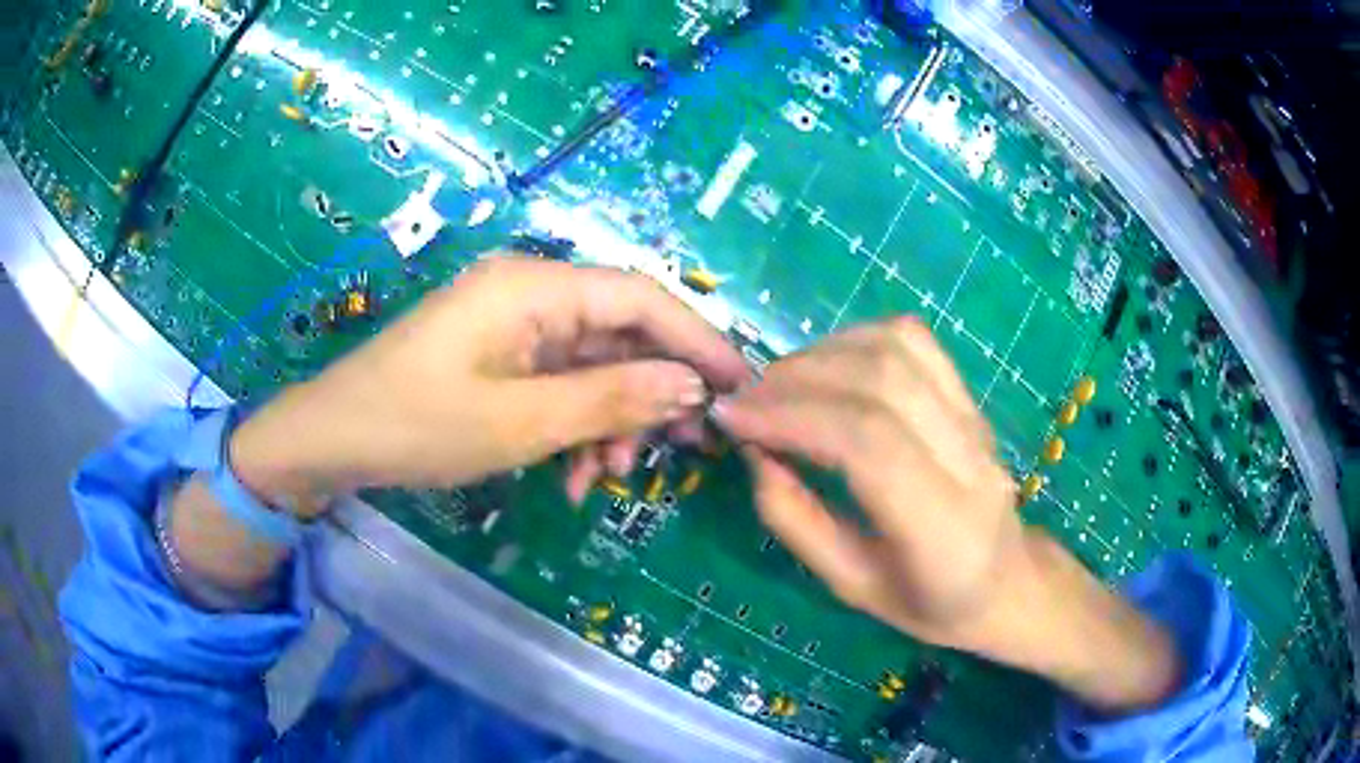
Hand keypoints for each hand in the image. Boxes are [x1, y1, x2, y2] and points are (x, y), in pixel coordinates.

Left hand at [230, 255, 748, 512]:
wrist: (333, 439)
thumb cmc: (416, 424)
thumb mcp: (519, 422)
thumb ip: (610, 400)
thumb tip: (689, 387)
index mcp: (534, 287)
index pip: (640, 298)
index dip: (696, 339)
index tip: (740, 387)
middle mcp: (530, 293)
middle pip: (620, 332)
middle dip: (654, 391)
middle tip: (689, 447)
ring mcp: (513, 326)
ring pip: (593, 365)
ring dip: (612, 419)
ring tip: (611, 475)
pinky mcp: (500, 356)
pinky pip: (559, 383)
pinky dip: (576, 425)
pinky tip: (574, 472)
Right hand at [714, 317, 1022, 645]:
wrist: (1006, 582)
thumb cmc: (927, 602)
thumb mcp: (849, 586)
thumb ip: (797, 521)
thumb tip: (756, 453)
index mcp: (941, 528)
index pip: (868, 444)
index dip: (792, 418)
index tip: (733, 418)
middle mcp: (968, 461)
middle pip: (882, 383)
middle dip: (797, 380)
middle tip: (744, 399)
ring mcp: (975, 421)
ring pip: (898, 349)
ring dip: (824, 353)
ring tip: (778, 383)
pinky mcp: (971, 399)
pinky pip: (915, 343)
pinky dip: (857, 339)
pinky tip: (826, 364)